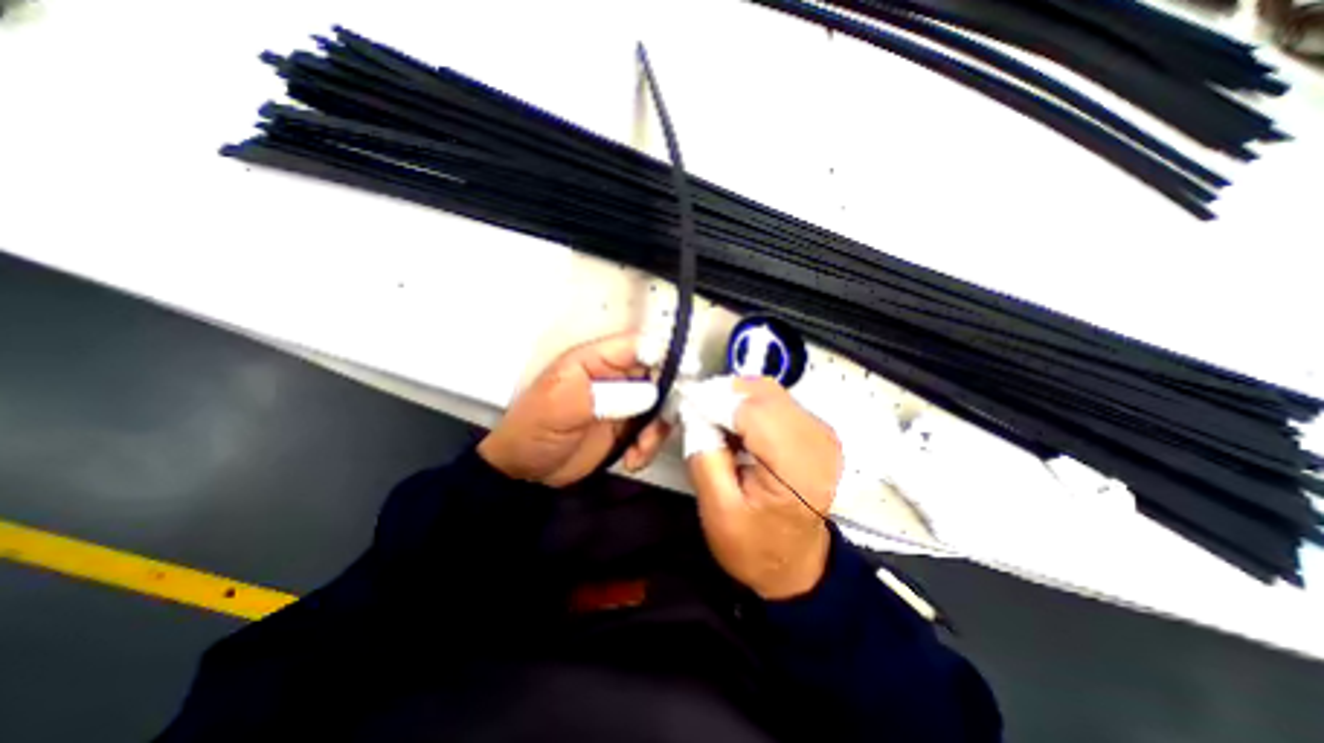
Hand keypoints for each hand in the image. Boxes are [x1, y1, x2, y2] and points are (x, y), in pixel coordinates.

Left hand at [477, 330, 671, 486]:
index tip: (686, 375)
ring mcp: (624, 402)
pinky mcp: (627, 427)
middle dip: (667, 400)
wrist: (525, 473)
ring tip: (639, 449)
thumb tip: (650, 392)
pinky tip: (631, 460)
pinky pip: (652, 430)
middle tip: (660, 426)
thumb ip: (605, 395)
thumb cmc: (533, 431)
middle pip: (658, 375)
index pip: (638, 345)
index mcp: (595, 360)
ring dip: (657, 429)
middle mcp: (615, 377)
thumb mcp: (560, 407)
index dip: (665, 354)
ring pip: (660, 405)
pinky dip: (649, 445)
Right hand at [689, 380, 840, 599]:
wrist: (795, 565)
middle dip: (723, 394)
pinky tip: (734, 425)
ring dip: (735, 398)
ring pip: (769, 391)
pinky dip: (749, 404)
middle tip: (695, 411)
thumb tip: (694, 412)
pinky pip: (776, 401)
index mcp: (797, 469)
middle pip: (763, 393)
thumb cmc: (755, 546)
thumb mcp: (718, 511)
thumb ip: (704, 456)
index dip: (715, 400)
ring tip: (712, 419)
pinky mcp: (815, 430)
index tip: (685, 403)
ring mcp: (820, 432)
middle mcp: (818, 441)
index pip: (753, 411)